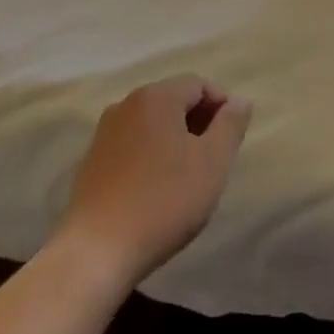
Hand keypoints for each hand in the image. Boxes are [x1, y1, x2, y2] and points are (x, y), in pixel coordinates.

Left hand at [58, 75, 251, 288]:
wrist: (98, 249)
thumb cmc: (165, 200)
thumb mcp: (212, 162)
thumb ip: (231, 125)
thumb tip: (240, 100)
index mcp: (156, 96)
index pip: (198, 84)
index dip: (222, 106)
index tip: (233, 140)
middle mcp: (126, 104)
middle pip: (173, 100)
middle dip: (199, 123)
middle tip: (215, 160)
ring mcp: (105, 132)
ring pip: (152, 123)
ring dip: (176, 140)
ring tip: (189, 177)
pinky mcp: (92, 160)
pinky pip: (133, 144)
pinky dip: (152, 155)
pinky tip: (158, 189)